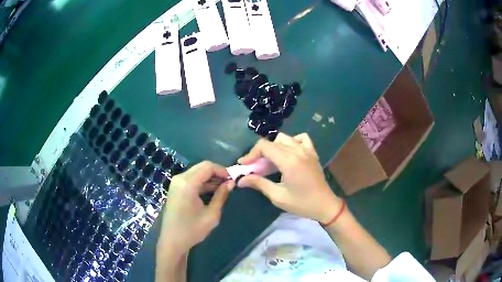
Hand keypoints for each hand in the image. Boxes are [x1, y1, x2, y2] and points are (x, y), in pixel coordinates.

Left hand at [157, 161, 234, 256]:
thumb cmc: (192, 230)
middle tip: (229, 184)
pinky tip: (212, 191)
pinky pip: (191, 179)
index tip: (233, 180)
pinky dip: (202, 182)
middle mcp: (180, 178)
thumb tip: (231, 183)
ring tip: (223, 188)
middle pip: (202, 167)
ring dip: (210, 178)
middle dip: (217, 173)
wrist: (172, 241)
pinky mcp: (176, 188)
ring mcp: (176, 183)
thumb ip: (221, 196)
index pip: (208, 167)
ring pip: (197, 172)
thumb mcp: (211, 215)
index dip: (222, 171)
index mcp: (187, 183)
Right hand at [237, 133, 341, 222]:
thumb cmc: (302, 204)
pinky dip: (291, 142)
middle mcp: (298, 151)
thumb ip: (259, 184)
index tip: (244, 165)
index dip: (251, 154)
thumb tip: (240, 180)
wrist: (325, 205)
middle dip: (260, 153)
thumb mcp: (278, 196)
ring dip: (274, 147)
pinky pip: (300, 138)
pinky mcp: (313, 152)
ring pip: (284, 138)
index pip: (264, 147)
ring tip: (271, 162)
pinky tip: (288, 153)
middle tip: (255, 168)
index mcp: (289, 161)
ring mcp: (307, 150)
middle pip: (272, 142)